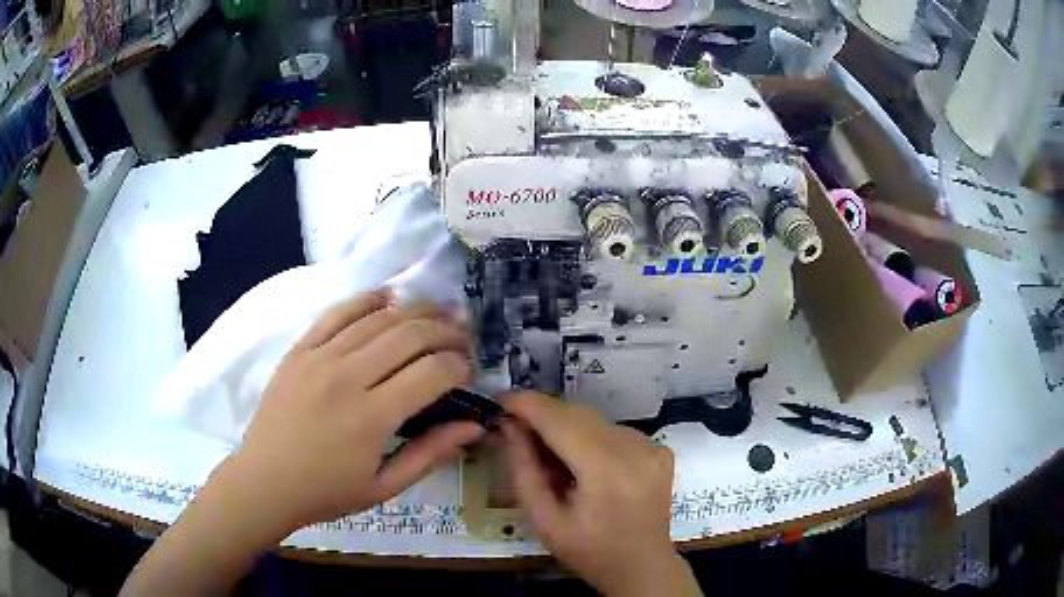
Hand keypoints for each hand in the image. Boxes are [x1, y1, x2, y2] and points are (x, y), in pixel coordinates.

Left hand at [122, 290, 482, 595]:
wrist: (264, 481)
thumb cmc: (326, 492)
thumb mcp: (384, 488)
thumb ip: (430, 454)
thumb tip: (474, 427)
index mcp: (371, 418)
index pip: (432, 373)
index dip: (460, 365)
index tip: (470, 369)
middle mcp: (347, 378)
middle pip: (409, 335)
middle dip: (446, 331)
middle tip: (463, 336)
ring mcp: (319, 358)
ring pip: (377, 318)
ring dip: (415, 310)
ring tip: (439, 312)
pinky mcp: (300, 350)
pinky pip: (337, 313)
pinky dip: (366, 299)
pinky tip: (388, 296)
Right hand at [501, 392, 700, 596]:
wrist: (642, 566)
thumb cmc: (589, 551)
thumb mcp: (545, 520)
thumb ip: (525, 470)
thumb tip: (510, 426)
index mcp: (607, 471)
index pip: (560, 421)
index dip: (527, 405)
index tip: (500, 400)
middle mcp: (635, 449)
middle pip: (579, 415)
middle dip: (544, 417)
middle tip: (517, 434)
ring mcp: (652, 446)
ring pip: (595, 421)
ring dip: (568, 429)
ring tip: (554, 461)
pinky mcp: (659, 449)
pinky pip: (614, 431)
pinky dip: (592, 439)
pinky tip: (586, 467)